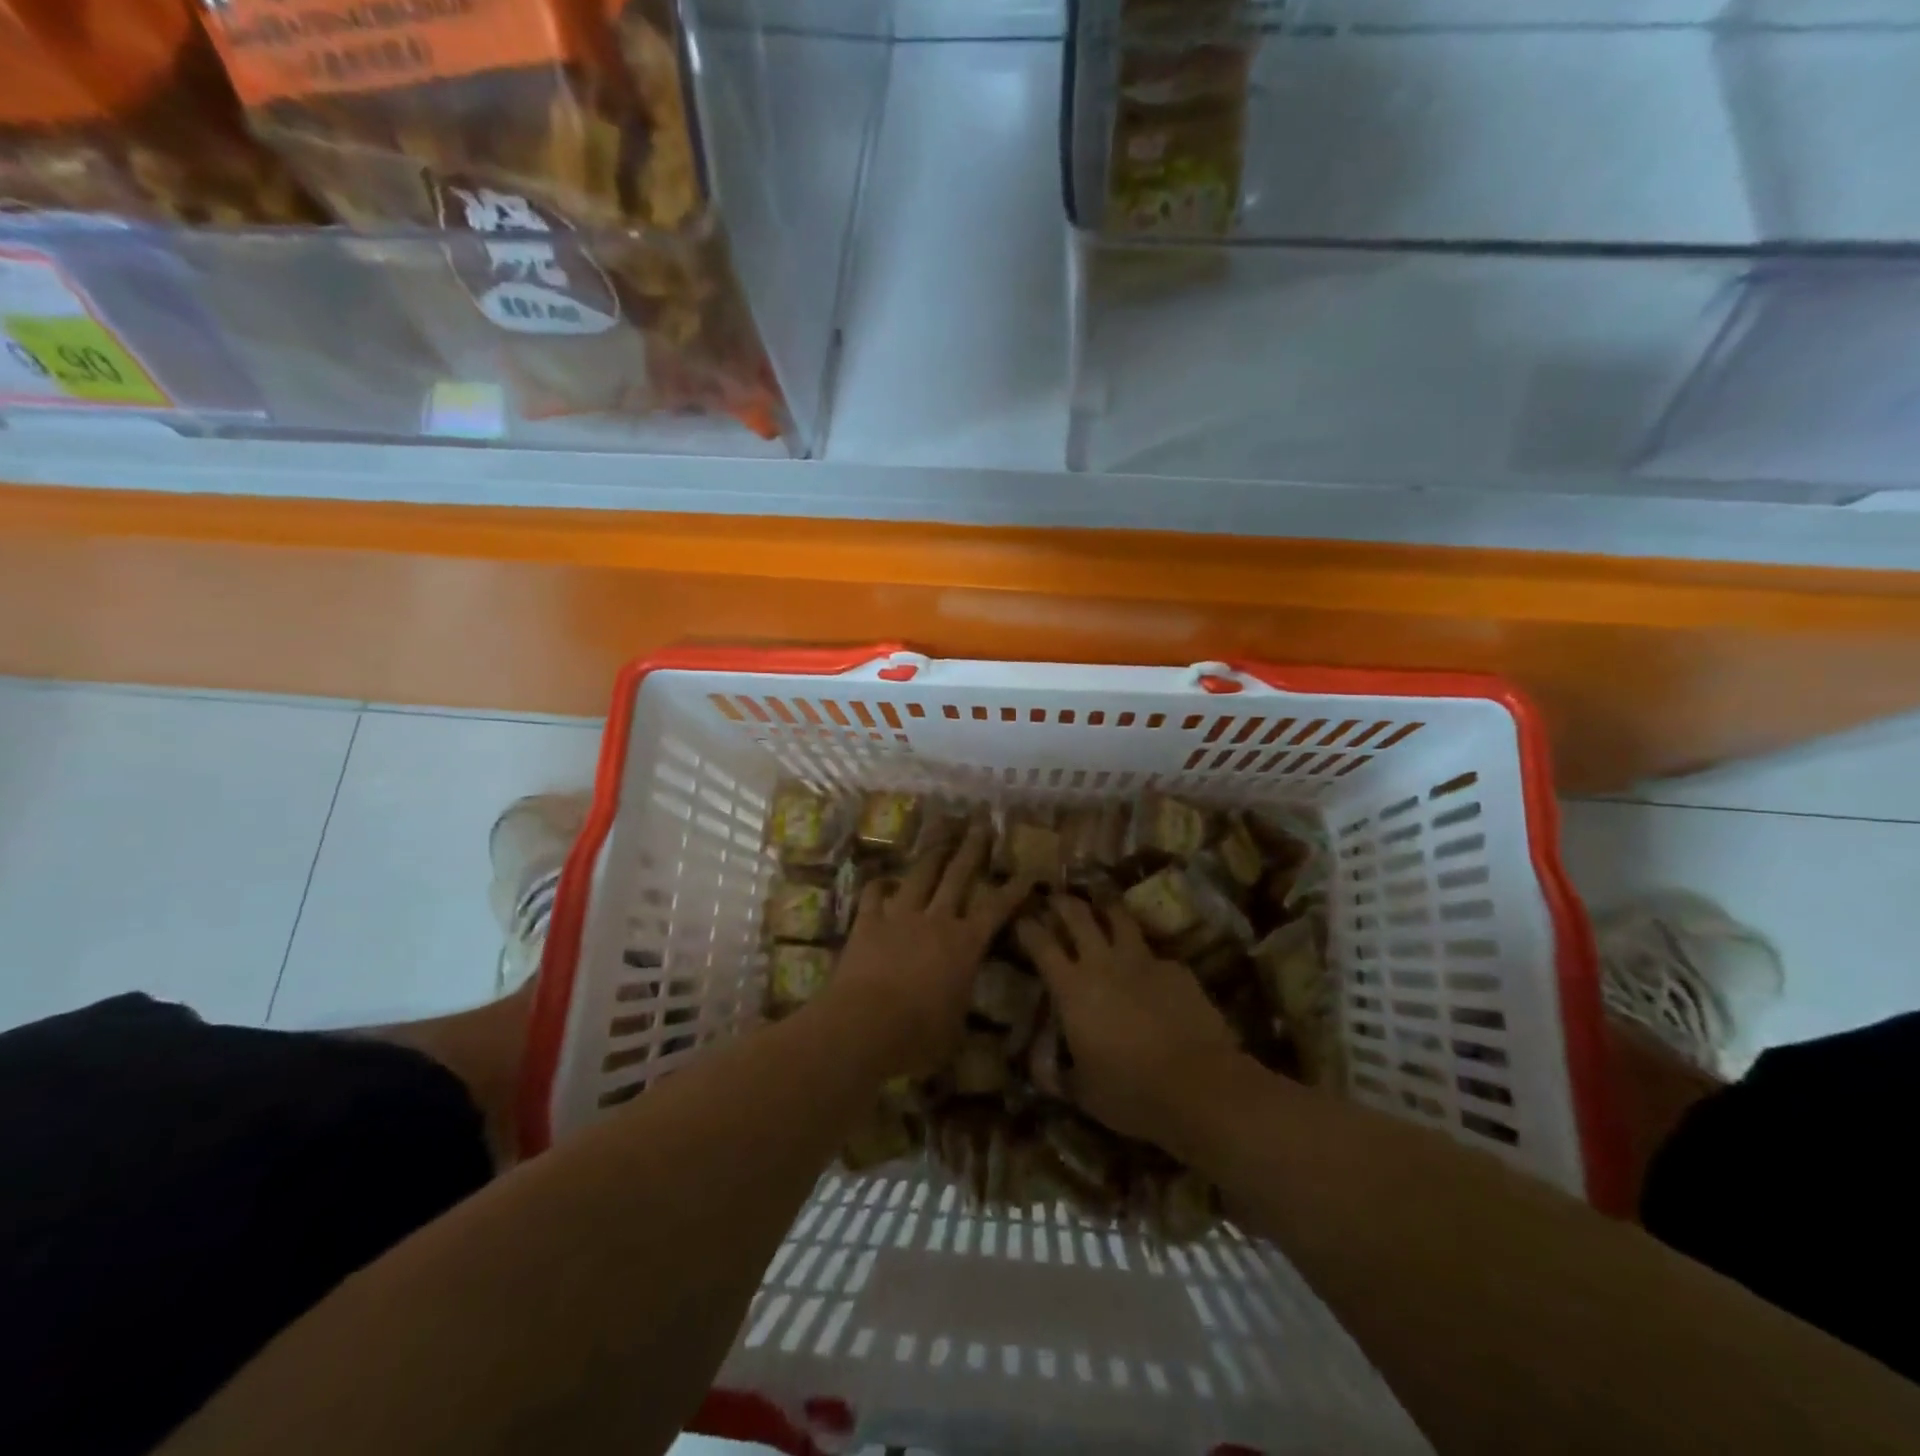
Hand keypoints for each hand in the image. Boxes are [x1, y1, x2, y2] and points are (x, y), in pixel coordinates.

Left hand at [817, 819, 1032, 1078]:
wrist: (863, 1025)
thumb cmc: (917, 1035)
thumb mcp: (953, 1030)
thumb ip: (960, 1009)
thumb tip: (962, 1008)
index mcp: (964, 944)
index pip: (997, 908)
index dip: (1014, 888)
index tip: (1029, 869)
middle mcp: (936, 920)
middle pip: (958, 875)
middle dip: (972, 848)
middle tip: (981, 823)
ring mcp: (900, 916)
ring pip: (920, 875)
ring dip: (933, 853)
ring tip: (941, 833)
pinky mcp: (868, 923)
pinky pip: (874, 895)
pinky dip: (880, 886)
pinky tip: (883, 880)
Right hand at [1016, 894, 1241, 1147]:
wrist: (1200, 1087)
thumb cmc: (1130, 1092)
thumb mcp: (1082, 1091)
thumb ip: (1056, 1074)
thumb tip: (1038, 1068)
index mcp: (1072, 989)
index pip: (1041, 944)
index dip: (1028, 928)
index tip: (1022, 919)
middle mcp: (1103, 963)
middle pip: (1078, 916)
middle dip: (1063, 903)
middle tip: (1055, 898)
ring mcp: (1143, 960)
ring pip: (1119, 917)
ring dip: (1105, 908)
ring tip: (1100, 905)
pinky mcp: (1176, 969)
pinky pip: (1153, 952)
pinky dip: (1143, 953)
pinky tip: (1148, 967)